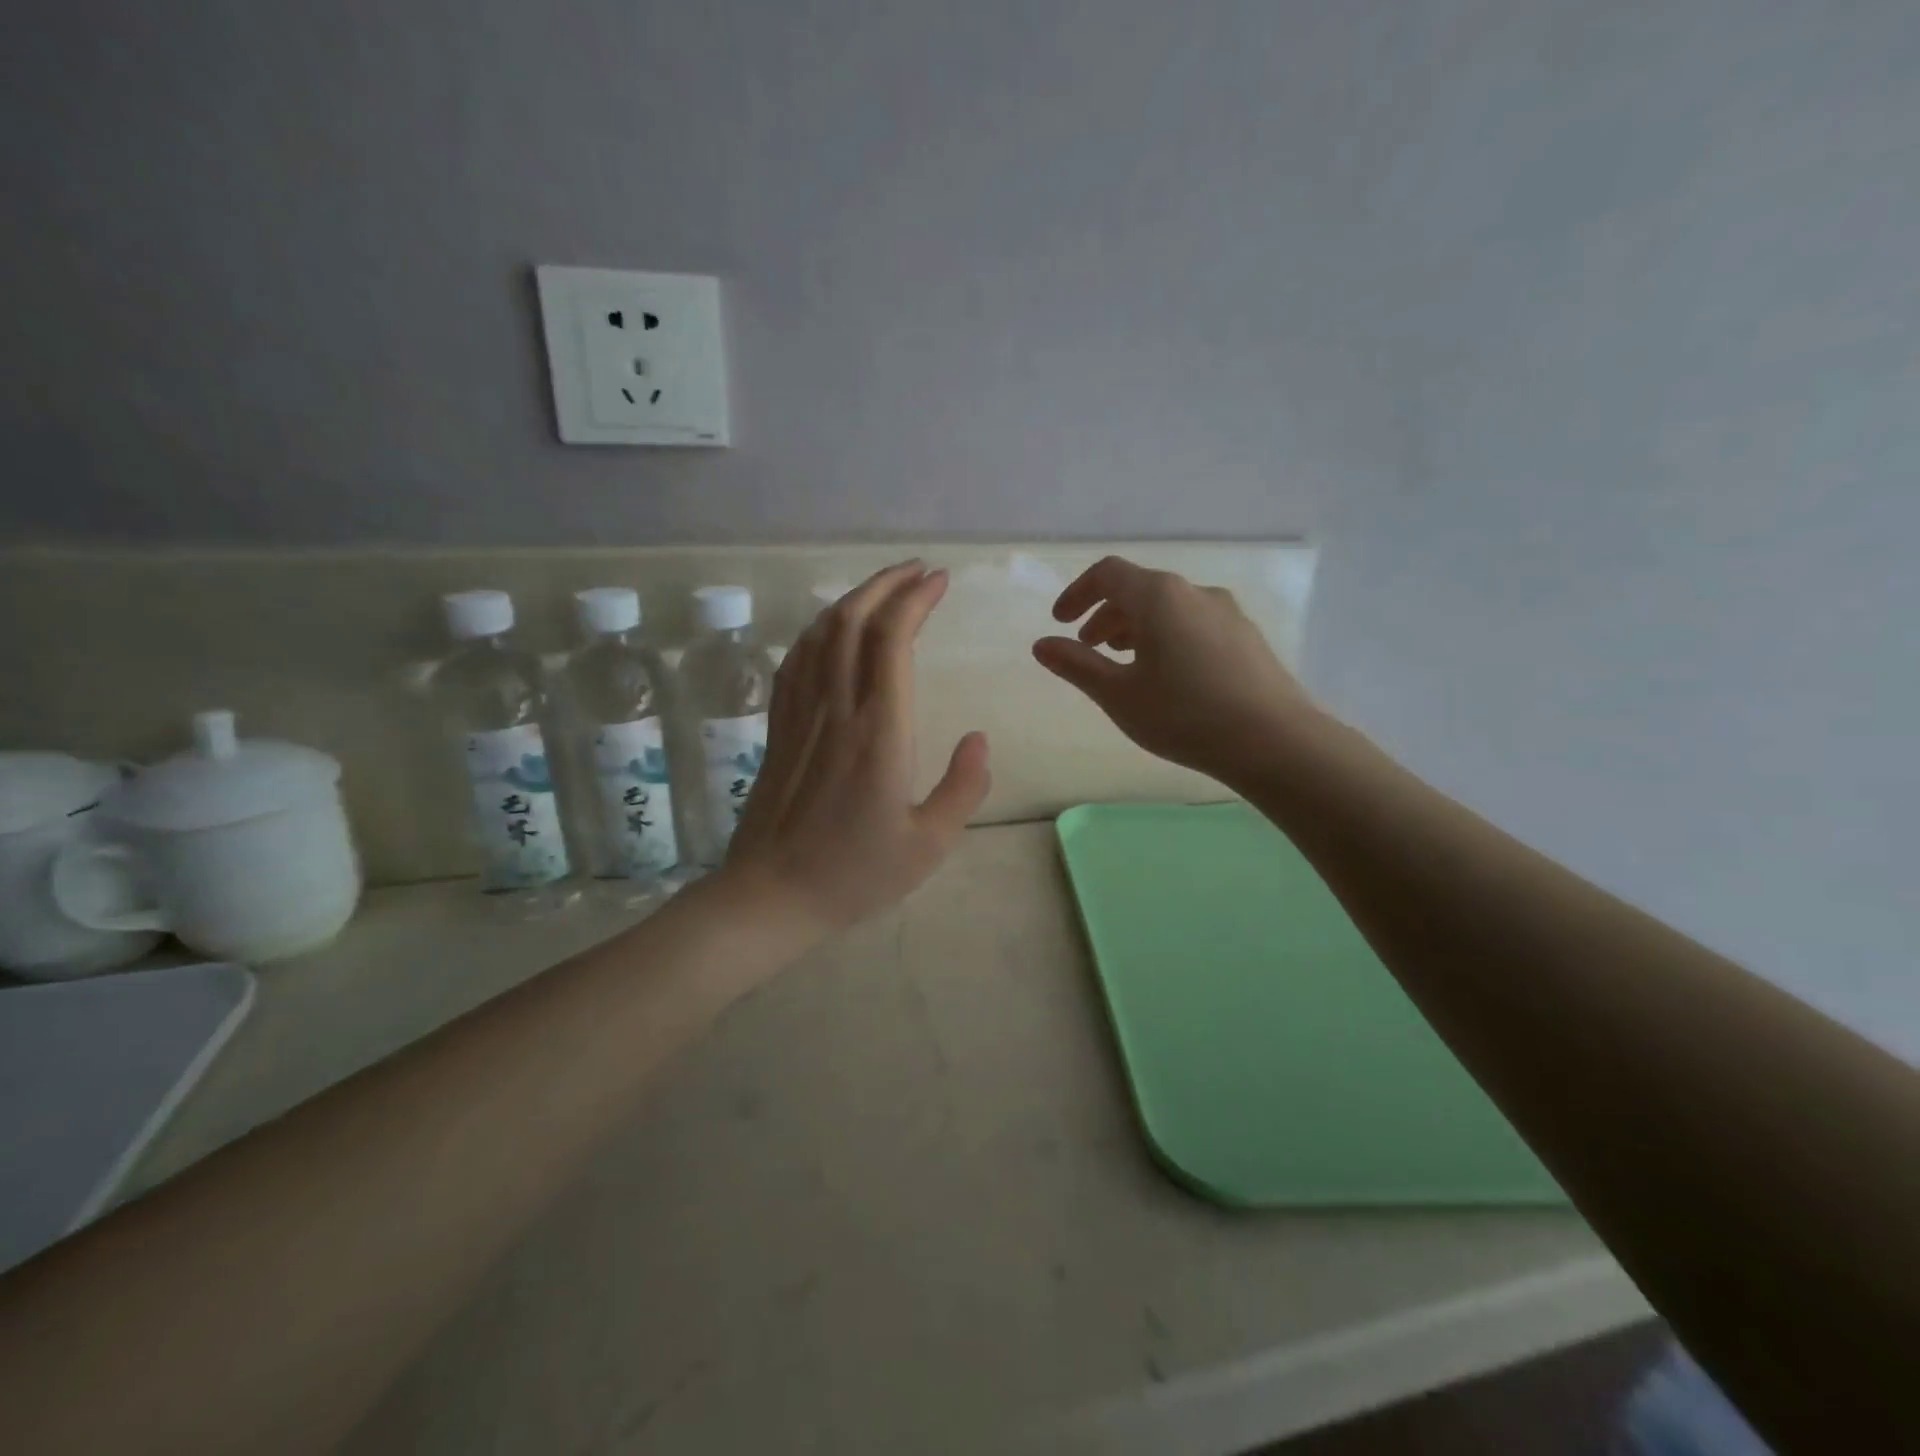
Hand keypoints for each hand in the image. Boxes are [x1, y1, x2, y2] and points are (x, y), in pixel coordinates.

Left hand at [722, 561, 991, 936]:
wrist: (771, 895)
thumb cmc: (855, 873)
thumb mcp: (929, 844)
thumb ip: (964, 788)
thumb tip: (979, 738)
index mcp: (880, 731)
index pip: (893, 639)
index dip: (915, 599)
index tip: (939, 581)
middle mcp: (837, 708)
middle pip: (854, 621)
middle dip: (886, 584)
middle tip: (917, 570)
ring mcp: (801, 714)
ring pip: (821, 634)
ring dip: (853, 599)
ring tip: (883, 587)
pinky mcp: (779, 727)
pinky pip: (795, 661)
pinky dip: (817, 630)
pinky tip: (831, 628)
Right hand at [1032, 556, 1315, 785]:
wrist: (1274, 741)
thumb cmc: (1184, 715)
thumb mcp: (1119, 694)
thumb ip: (1077, 665)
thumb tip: (1042, 644)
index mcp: (1159, 597)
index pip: (1107, 574)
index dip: (1077, 593)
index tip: (1061, 622)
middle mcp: (1194, 592)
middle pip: (1139, 589)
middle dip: (1106, 615)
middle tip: (1089, 648)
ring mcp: (1227, 612)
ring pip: (1169, 608)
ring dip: (1137, 627)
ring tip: (1125, 663)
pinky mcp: (1246, 637)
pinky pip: (1194, 623)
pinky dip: (1167, 636)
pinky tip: (1169, 675)